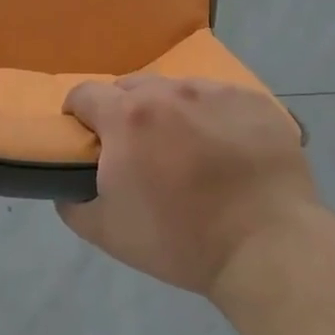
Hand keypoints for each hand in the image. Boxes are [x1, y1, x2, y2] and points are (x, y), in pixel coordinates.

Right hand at [60, 76, 314, 294]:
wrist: (268, 246)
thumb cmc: (181, 240)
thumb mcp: (108, 233)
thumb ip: (73, 204)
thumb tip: (66, 188)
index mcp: (127, 117)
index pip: (84, 94)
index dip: (79, 115)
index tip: (87, 139)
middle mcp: (168, 92)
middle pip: (130, 87)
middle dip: (124, 112)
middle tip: (139, 150)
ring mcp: (214, 92)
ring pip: (176, 90)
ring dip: (170, 112)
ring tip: (187, 150)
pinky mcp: (253, 100)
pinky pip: (219, 98)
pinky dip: (212, 117)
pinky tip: (226, 150)